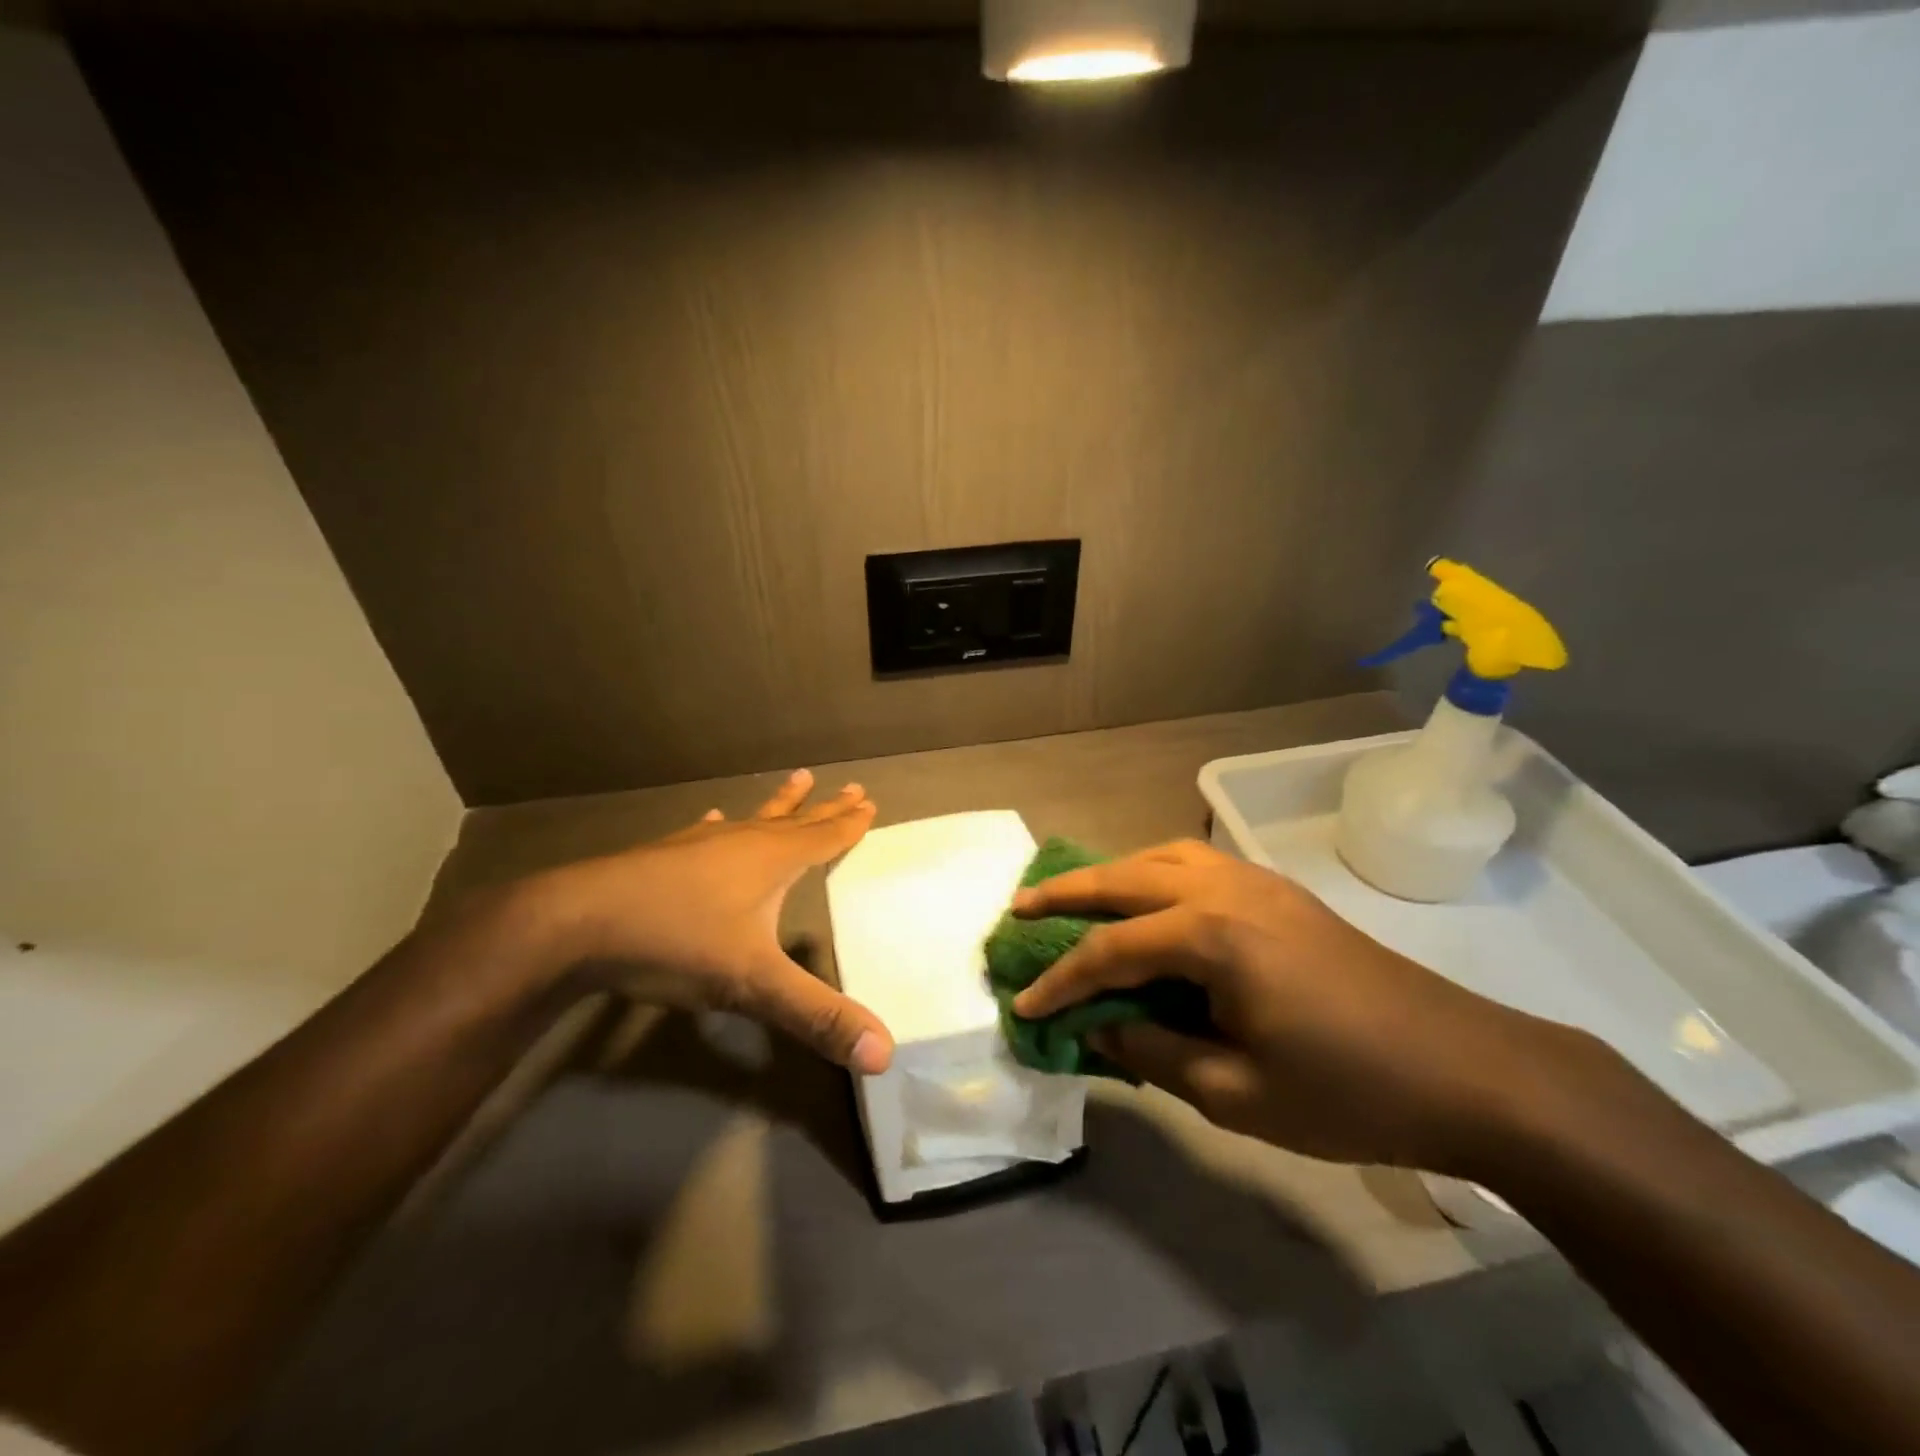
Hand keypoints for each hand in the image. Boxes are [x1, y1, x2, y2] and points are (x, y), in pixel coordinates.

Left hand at [531, 769, 892, 1073]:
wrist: (579, 924)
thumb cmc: (678, 943)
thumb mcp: (754, 985)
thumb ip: (817, 1016)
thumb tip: (884, 1053)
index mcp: (772, 861)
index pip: (823, 838)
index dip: (849, 825)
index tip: (870, 802)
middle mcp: (742, 843)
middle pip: (795, 821)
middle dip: (826, 808)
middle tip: (852, 787)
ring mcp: (699, 846)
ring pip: (752, 820)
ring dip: (779, 805)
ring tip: (797, 780)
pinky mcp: (663, 856)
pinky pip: (703, 833)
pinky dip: (716, 827)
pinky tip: (712, 818)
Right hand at [1010, 839, 1596, 1172]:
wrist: (1469, 1070)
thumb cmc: (1350, 1092)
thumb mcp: (1237, 1093)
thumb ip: (1153, 1052)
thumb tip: (1099, 1027)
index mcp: (1212, 936)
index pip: (1110, 950)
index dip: (1061, 981)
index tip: (1022, 1006)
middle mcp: (1225, 890)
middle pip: (1125, 878)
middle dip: (1066, 893)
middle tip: (1019, 907)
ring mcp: (1257, 883)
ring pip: (1161, 858)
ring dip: (1112, 874)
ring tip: (1076, 895)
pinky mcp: (1280, 892)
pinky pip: (1197, 864)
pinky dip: (1156, 872)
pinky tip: (1151, 899)